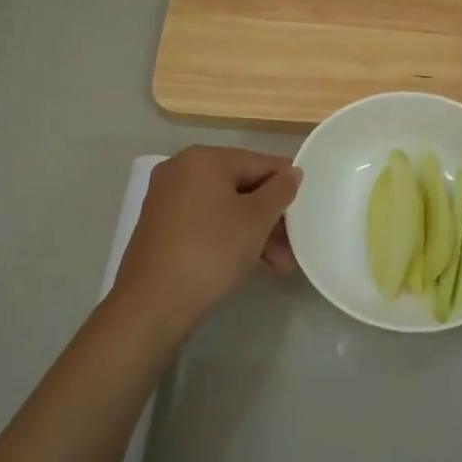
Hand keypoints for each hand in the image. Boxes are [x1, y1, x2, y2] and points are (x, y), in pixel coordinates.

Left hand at [111, 145, 301, 338]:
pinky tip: (253, 263)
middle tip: (293, 244)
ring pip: (225, 208)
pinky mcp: (161, 226)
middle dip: (271, 217)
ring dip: (255, 232)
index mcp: (204, 159)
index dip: (287, 183)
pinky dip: (230, 237)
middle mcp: (181, 170)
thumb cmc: (212, 249)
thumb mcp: (257, 219)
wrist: (153, 302)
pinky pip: (206, 222)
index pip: (259, 162)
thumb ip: (280, 190)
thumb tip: (292, 172)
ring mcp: (167, 198)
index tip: (308, 206)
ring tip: (280, 265)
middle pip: (241, 186)